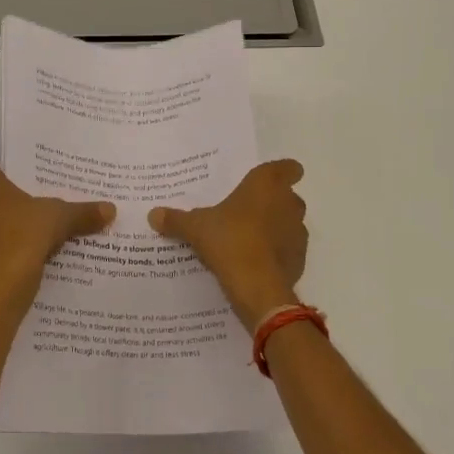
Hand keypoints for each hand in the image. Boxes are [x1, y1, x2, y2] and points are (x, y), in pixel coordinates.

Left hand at [0, 162, 114, 300]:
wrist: (0, 286)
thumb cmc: (23, 233)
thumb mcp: (59, 217)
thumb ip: (82, 212)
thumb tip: (111, 209)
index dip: (9, 182)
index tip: (30, 194)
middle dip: (1, 207)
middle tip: (31, 216)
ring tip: (25, 242)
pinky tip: (15, 263)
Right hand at [149, 160, 307, 331]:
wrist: (257, 286)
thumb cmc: (229, 240)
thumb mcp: (195, 228)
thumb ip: (176, 220)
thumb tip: (153, 215)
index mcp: (266, 184)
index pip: (288, 167)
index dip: (282, 172)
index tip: (266, 181)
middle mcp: (288, 203)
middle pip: (287, 196)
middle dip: (271, 203)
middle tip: (245, 212)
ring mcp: (299, 232)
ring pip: (290, 223)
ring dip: (275, 228)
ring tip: (248, 240)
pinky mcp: (300, 259)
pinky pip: (289, 250)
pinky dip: (277, 253)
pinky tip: (256, 263)